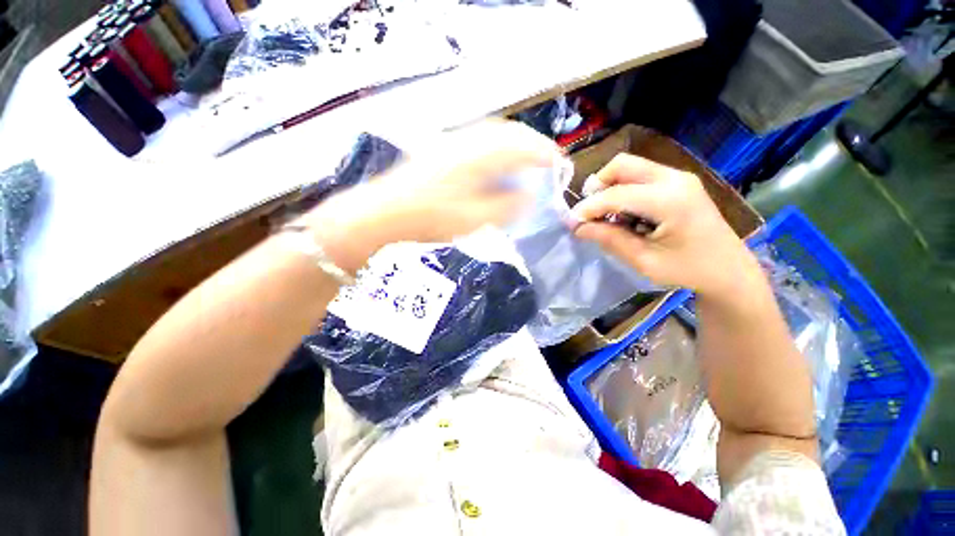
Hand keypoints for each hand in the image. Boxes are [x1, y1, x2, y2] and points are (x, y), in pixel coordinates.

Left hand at [302, 121, 559, 271]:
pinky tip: (496, 165)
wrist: (383, 214)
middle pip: (508, 133)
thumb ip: (505, 207)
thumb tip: (528, 196)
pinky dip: (496, 150)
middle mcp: (466, 142)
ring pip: (492, 135)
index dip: (543, 153)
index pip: (520, 145)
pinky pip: (478, 143)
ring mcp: (451, 144)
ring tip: (526, 162)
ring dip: (514, 145)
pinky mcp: (442, 152)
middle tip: (545, 161)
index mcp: (476, 157)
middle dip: (531, 145)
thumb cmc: (429, 219)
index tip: (558, 164)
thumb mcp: (473, 220)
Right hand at [571, 154, 760, 298]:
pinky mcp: (679, 182)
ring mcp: (679, 177)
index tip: (571, 221)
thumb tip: (578, 227)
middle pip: (623, 165)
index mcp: (670, 201)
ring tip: (607, 215)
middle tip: (588, 211)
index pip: (616, 194)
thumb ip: (609, 239)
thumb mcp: (644, 260)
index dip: (589, 207)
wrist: (729, 270)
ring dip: (611, 187)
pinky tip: (626, 213)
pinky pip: (641, 176)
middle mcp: (675, 179)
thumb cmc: (687, 270)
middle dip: (598, 185)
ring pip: (631, 167)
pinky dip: (624, 190)